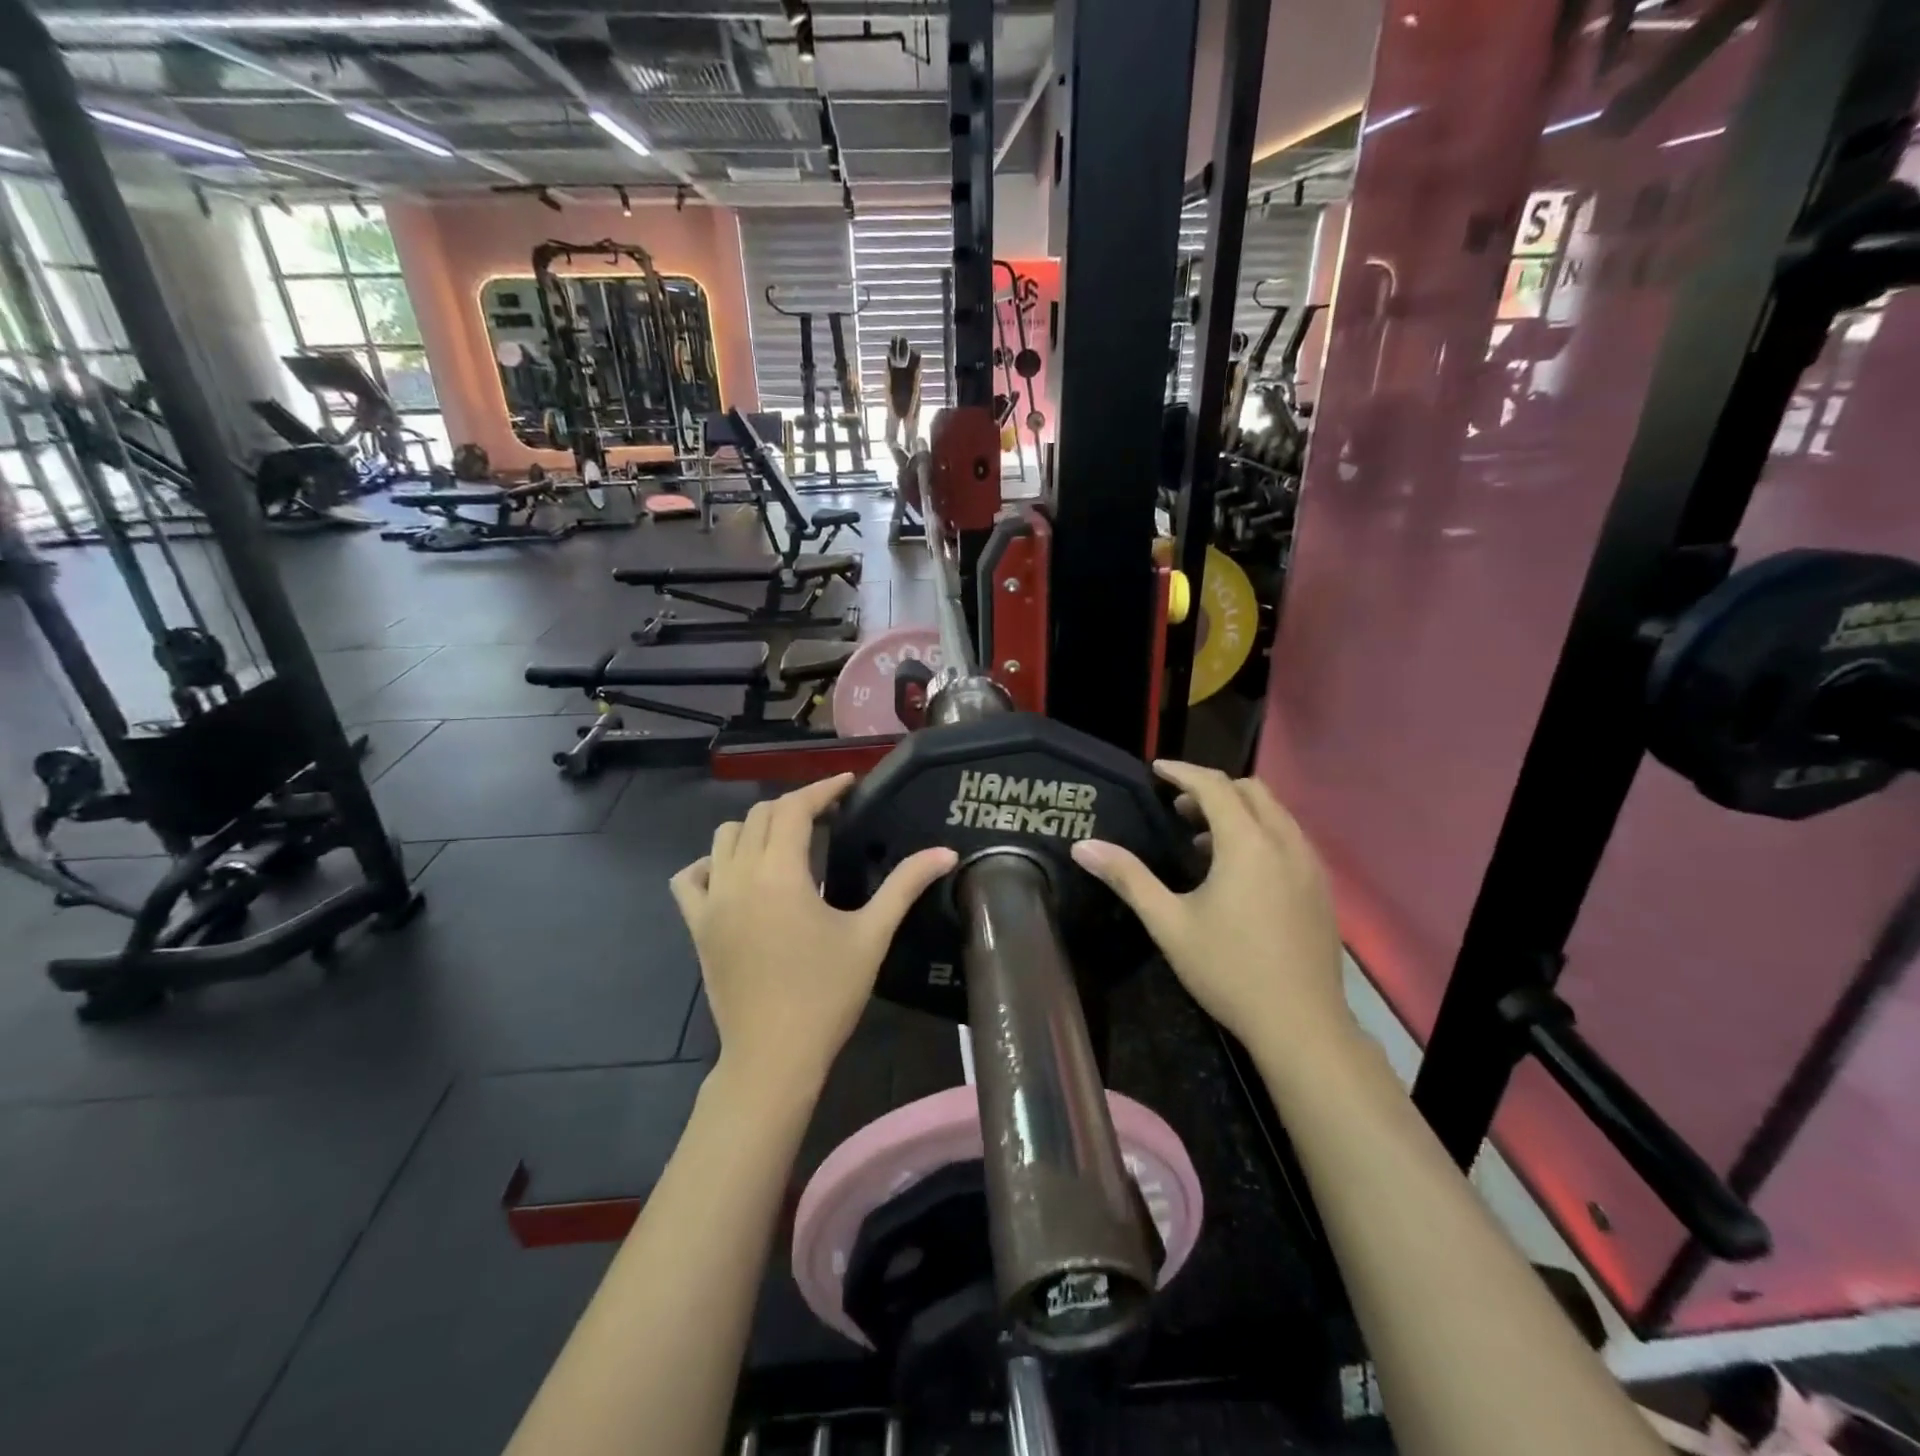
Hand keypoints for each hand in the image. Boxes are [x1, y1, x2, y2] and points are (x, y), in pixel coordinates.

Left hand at [670, 774, 956, 1090]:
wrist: (773, 1056)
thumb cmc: (827, 994)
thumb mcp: (871, 935)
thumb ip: (906, 885)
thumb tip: (946, 852)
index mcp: (781, 873)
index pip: (795, 808)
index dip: (822, 789)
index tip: (847, 783)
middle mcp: (739, 876)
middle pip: (760, 816)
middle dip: (794, 806)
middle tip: (828, 816)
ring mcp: (712, 901)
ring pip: (724, 837)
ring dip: (756, 828)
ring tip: (788, 842)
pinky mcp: (698, 926)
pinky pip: (691, 877)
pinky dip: (712, 863)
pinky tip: (736, 874)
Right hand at [1070, 761, 1351, 1062]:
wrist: (1301, 1025)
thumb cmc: (1228, 970)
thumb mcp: (1169, 923)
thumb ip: (1128, 878)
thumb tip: (1083, 847)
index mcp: (1247, 844)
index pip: (1215, 786)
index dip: (1183, 773)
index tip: (1156, 770)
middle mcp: (1285, 842)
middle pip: (1251, 790)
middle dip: (1212, 789)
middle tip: (1177, 809)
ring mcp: (1310, 865)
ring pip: (1275, 813)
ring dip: (1238, 811)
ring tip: (1202, 842)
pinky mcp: (1321, 887)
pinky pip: (1289, 838)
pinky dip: (1260, 833)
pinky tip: (1238, 872)